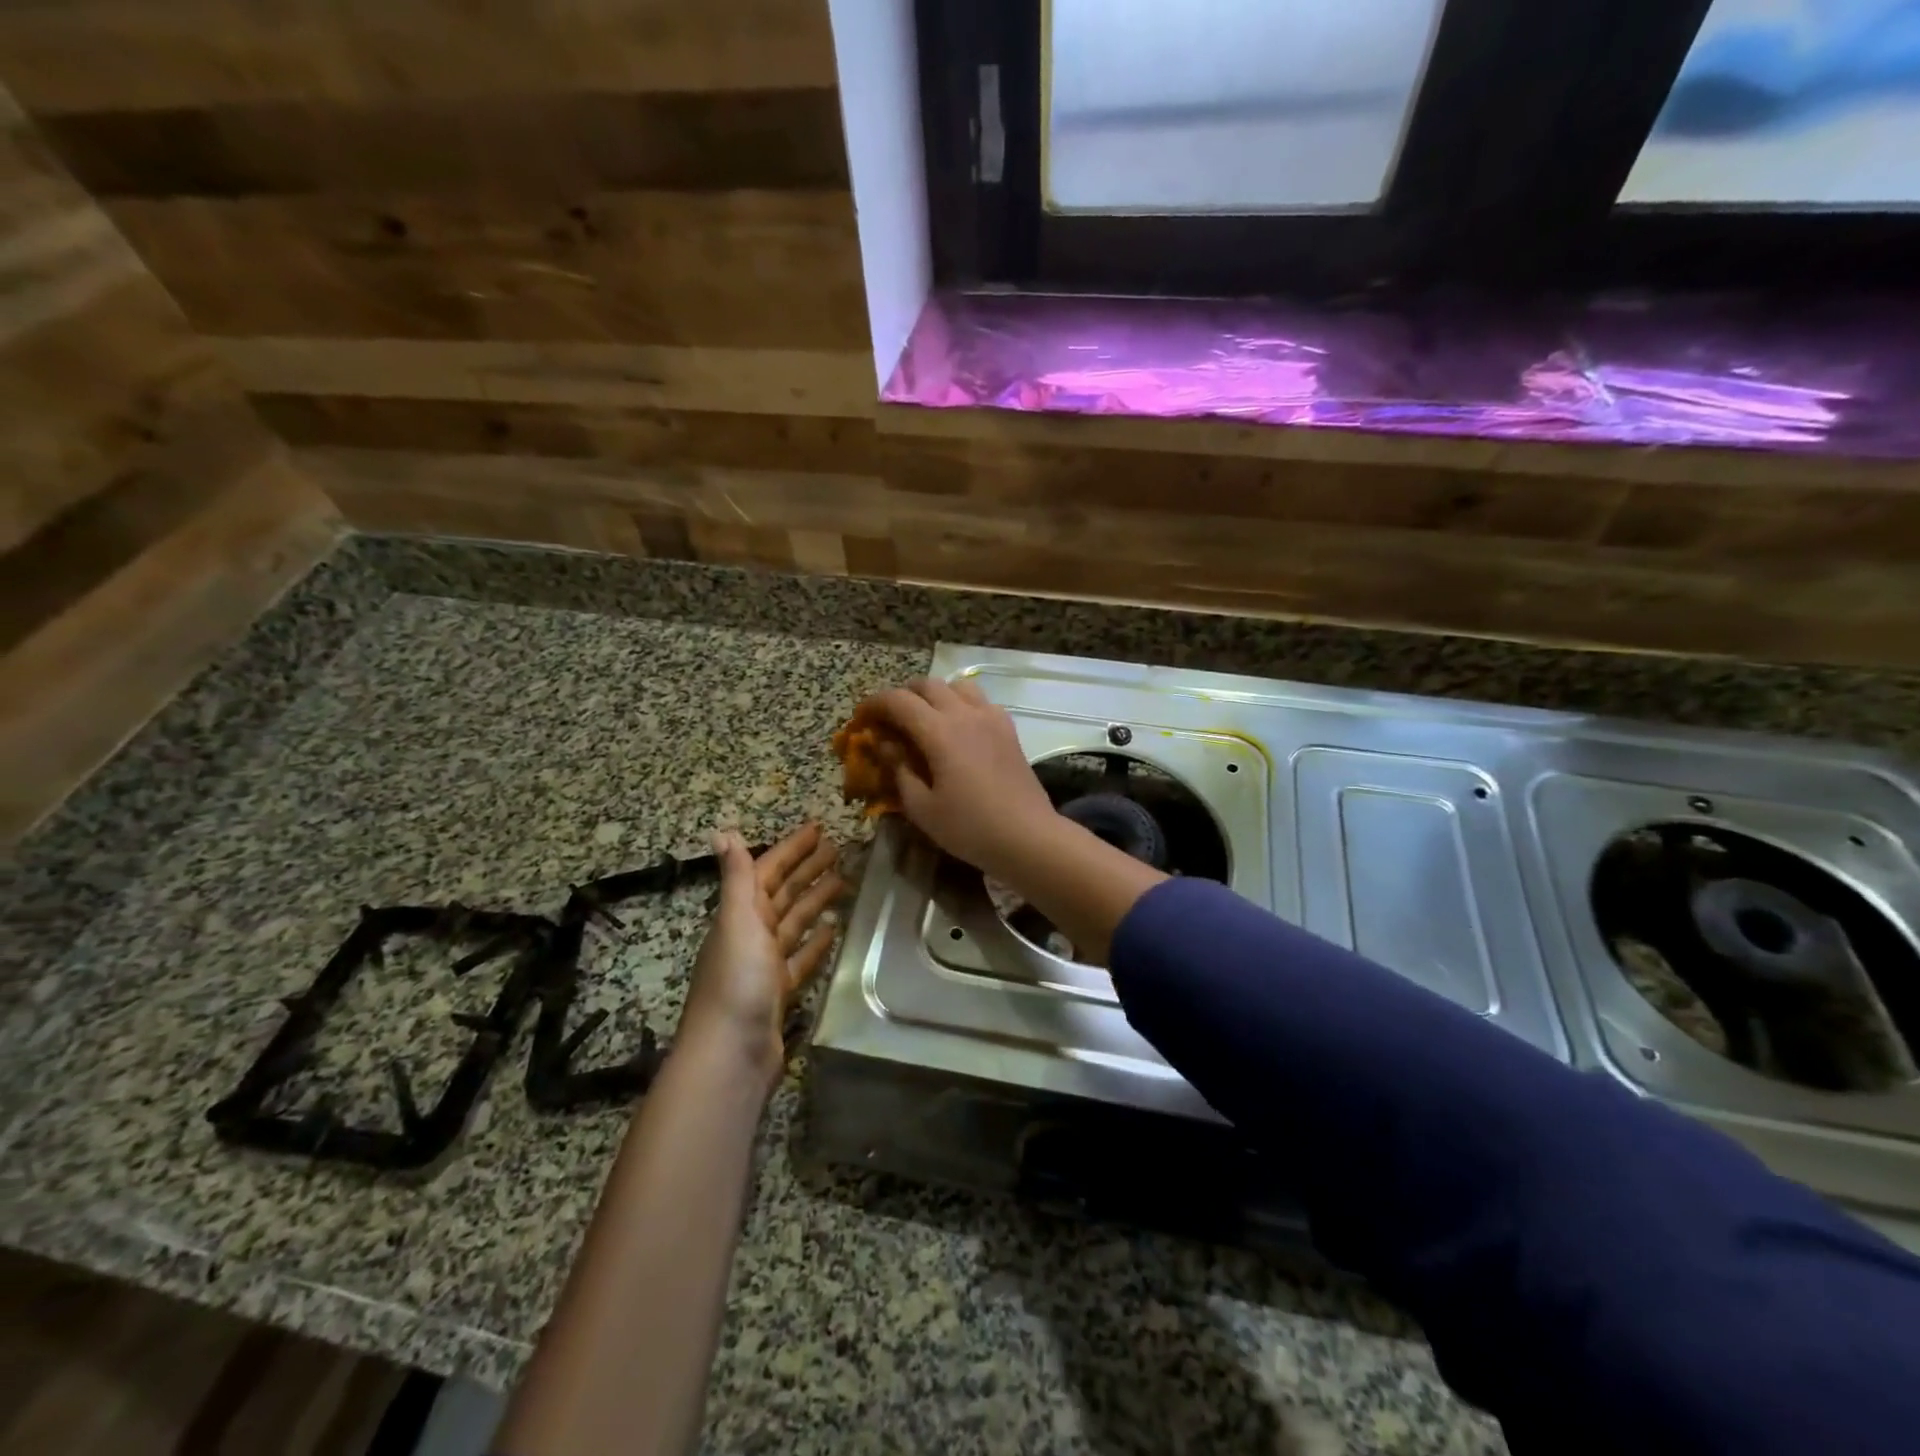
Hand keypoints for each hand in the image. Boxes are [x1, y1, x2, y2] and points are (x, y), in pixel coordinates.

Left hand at [679, 825, 842, 1091]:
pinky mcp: (780, 992)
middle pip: (783, 894)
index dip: (791, 849)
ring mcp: (766, 965)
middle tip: (837, 848)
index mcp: (741, 915)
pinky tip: (833, 929)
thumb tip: (723, 830)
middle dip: (806, 869)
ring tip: (843, 880)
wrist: (730, 1054)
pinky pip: (801, 957)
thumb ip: (737, 877)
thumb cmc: (735, 981)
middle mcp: (751, 934)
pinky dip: (816, 941)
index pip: (768, 871)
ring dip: (815, 900)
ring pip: (795, 922)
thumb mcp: (737, 921)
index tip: (818, 828)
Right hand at [862, 677, 1060, 881]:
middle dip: (902, 696)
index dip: (874, 704)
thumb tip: (885, 744)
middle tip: (889, 719)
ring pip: (957, 686)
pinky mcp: (1008, 730)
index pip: (898, 701)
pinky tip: (958, 730)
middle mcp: (966, 714)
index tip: (861, 719)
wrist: (1028, 836)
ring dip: (934, 695)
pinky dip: (961, 704)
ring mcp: (992, 718)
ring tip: (924, 719)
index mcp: (940, 732)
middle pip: (927, 685)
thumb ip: (899, 770)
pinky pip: (980, 702)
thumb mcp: (922, 807)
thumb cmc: (970, 828)